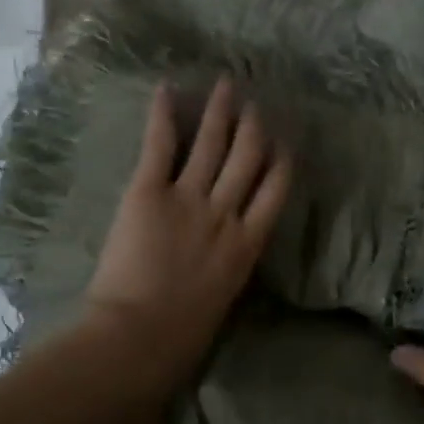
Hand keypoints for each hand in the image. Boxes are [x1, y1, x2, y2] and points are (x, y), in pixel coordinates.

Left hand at [81, 78, 290, 376]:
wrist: (140, 337)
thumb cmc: (184, 335)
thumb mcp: (224, 299)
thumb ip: (228, 266)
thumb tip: (226, 257)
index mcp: (248, 244)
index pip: (276, 191)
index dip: (282, 161)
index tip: (284, 142)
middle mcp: (226, 213)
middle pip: (248, 158)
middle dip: (254, 127)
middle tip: (255, 103)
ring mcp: (189, 199)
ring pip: (211, 145)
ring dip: (220, 112)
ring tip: (225, 85)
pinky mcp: (149, 193)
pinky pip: (160, 146)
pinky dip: (163, 115)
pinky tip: (166, 88)